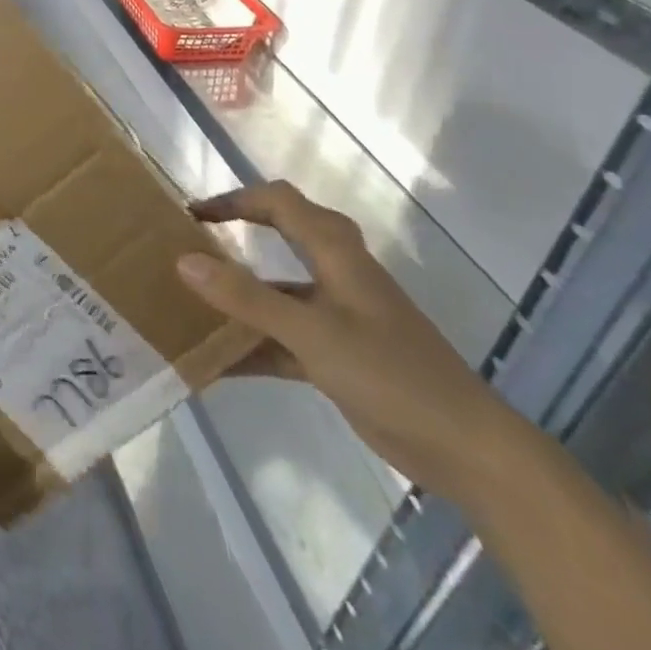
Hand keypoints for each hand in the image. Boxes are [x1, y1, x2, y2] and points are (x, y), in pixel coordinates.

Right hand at [177, 181, 524, 500]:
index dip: (234, 200)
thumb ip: (246, 297)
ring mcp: (338, 317)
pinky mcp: (339, 356)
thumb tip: (183, 260)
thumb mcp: (311, 332)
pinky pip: (284, 338)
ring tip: (190, 305)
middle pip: (279, 235)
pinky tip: (216, 364)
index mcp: (336, 252)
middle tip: (191, 245)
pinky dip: (253, 346)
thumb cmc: (390, 373)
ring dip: (239, 298)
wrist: (467, 449)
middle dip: (236, 234)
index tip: (192, 216)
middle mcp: (336, 275)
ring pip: (278, 292)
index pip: (278, 202)